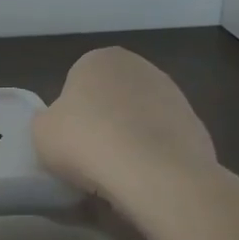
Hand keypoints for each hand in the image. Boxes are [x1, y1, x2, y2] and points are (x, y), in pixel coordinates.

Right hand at [33, 47, 215, 199]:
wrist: (155, 174)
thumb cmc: (86, 141)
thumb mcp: (41, 132)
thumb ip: (49, 122)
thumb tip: (64, 129)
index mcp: (99, 59)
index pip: (76, 83)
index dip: (69, 115)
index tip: (68, 141)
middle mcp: (140, 67)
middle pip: (110, 99)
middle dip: (102, 123)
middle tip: (89, 157)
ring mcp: (174, 95)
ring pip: (138, 121)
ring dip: (129, 140)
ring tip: (117, 175)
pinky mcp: (197, 126)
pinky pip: (163, 143)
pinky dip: (153, 158)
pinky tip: (144, 180)